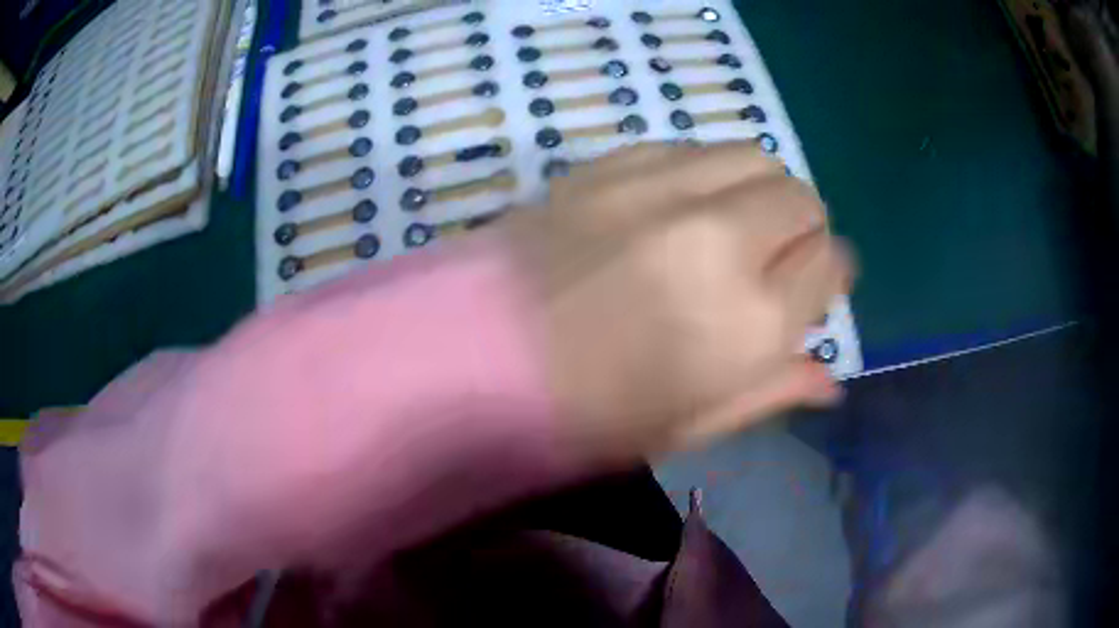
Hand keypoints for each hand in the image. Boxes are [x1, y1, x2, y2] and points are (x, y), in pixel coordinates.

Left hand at [502, 141, 852, 457]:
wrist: (468, 360)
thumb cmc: (584, 416)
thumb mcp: (689, 426)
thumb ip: (771, 391)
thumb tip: (829, 379)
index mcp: (750, 323)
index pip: (830, 265)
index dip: (827, 275)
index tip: (809, 287)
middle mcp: (720, 240)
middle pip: (800, 198)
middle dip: (801, 227)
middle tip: (772, 257)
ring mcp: (661, 189)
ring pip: (752, 156)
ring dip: (757, 190)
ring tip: (727, 224)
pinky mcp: (610, 163)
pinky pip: (688, 146)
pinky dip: (703, 171)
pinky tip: (675, 205)